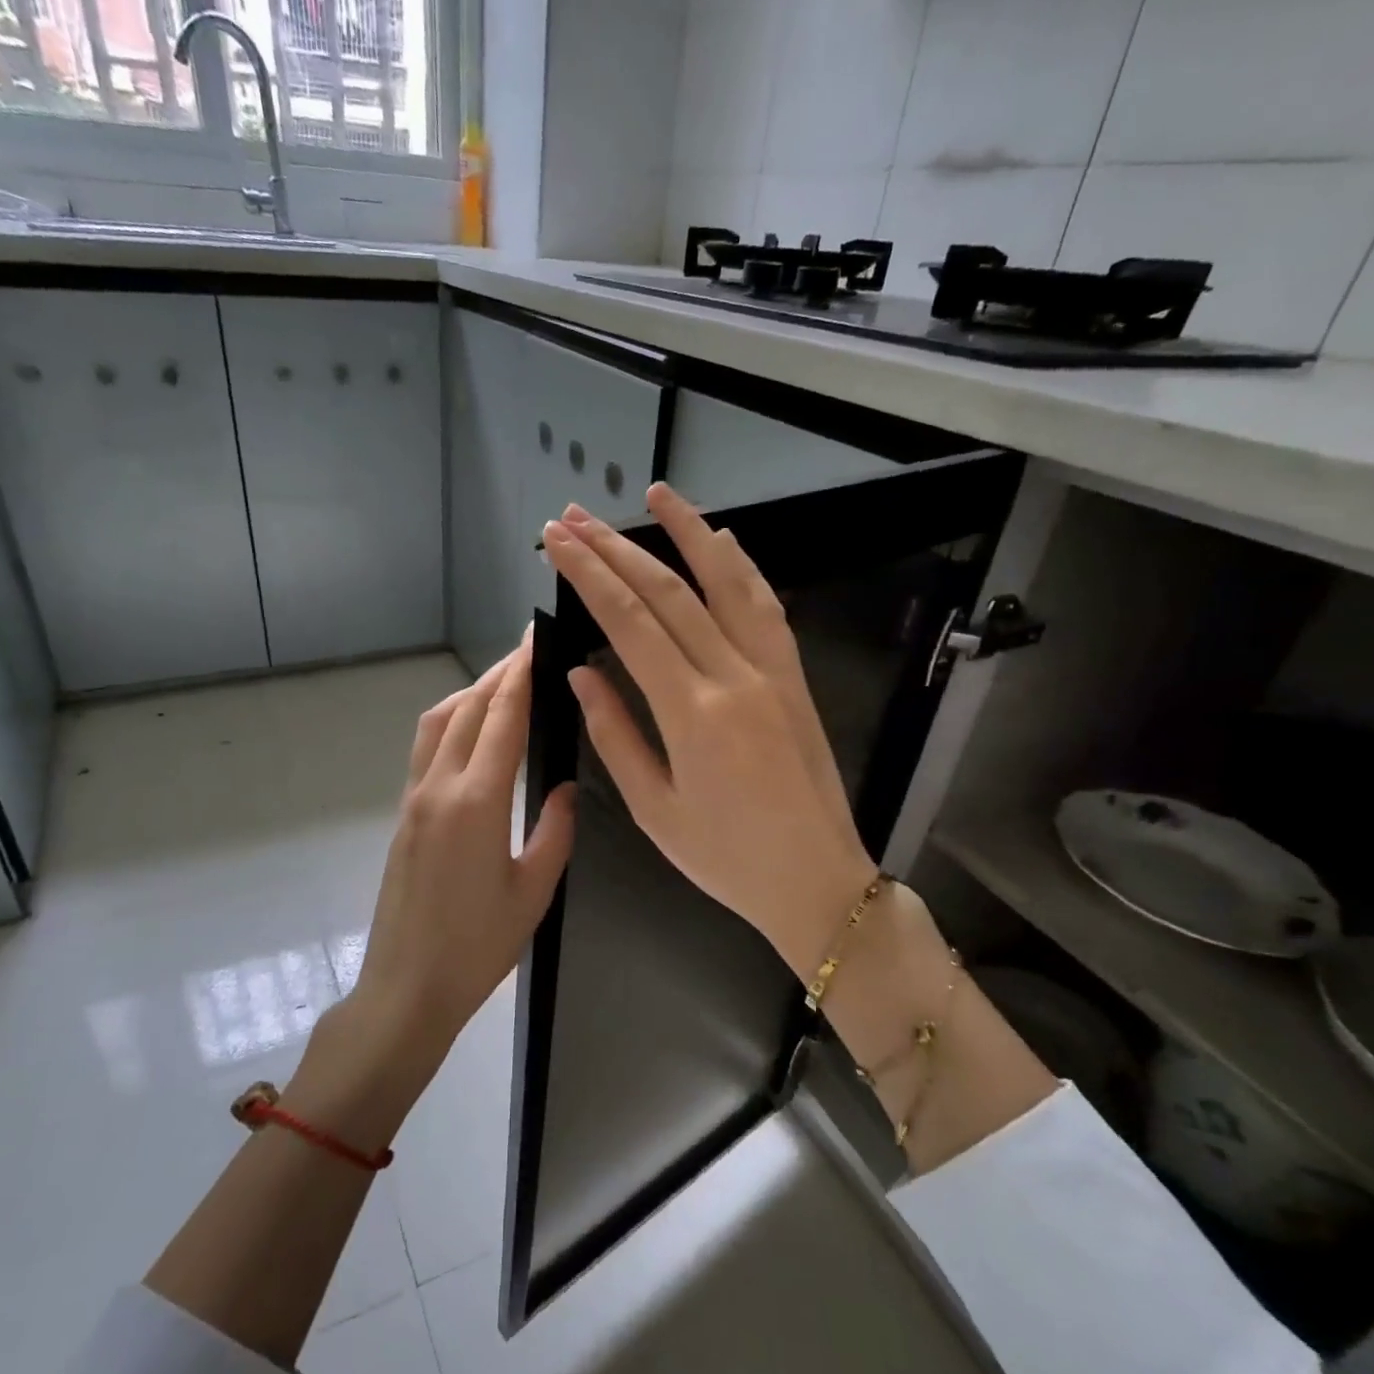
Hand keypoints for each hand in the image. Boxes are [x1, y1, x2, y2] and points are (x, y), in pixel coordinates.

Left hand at [349, 633, 576, 1059]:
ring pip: (439, 723)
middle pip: (468, 709)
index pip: (501, 718)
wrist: (406, 987)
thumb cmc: (478, 947)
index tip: (536, 638)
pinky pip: (427, 749)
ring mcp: (414, 799)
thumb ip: (555, 830)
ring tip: (503, 681)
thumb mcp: (533, 891)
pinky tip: (473, 729)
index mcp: (476, 802)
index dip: (520, 673)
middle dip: (499, 674)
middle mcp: (439, 787)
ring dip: (470, 693)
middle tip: (529, 650)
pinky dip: (453, 721)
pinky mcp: (404, 814)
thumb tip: (567, 786)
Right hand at [542, 485, 876, 973]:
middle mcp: (734, 676)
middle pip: (669, 593)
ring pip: (727, 583)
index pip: (630, 623)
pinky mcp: (795, 678)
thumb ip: (614, 734)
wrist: (817, 880)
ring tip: (656, 493)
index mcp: (692, 713)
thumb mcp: (654, 809)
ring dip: (689, 532)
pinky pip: (767, 609)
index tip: (557, 542)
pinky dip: (743, 569)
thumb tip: (580, 673)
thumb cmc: (726, 858)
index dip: (589, 576)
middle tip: (576, 517)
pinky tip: (724, 541)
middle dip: (617, 548)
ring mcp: (772, 671)